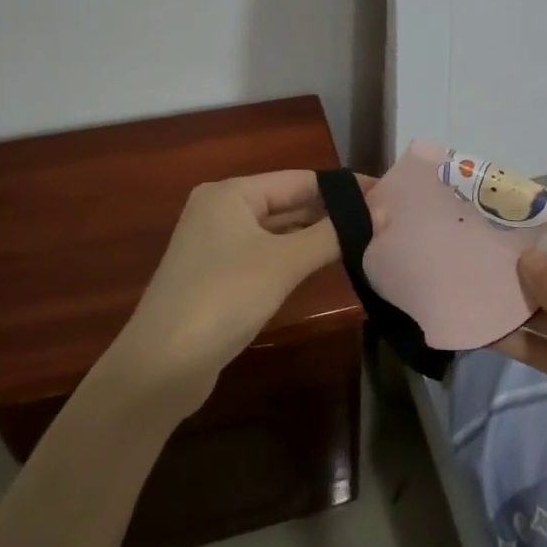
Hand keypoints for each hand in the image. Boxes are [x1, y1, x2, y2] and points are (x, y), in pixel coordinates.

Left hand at [102, 171, 371, 416]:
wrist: (161, 366)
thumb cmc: (223, 298)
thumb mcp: (283, 262)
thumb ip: (334, 234)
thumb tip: (383, 210)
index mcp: (230, 193)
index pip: (299, 179)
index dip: (343, 187)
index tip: (386, 195)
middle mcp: (221, 210)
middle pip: (288, 202)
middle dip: (332, 211)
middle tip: (381, 218)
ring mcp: (217, 244)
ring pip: (278, 230)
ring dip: (316, 235)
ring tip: (365, 238)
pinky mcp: (218, 276)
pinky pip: (267, 254)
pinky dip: (295, 256)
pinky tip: (325, 263)